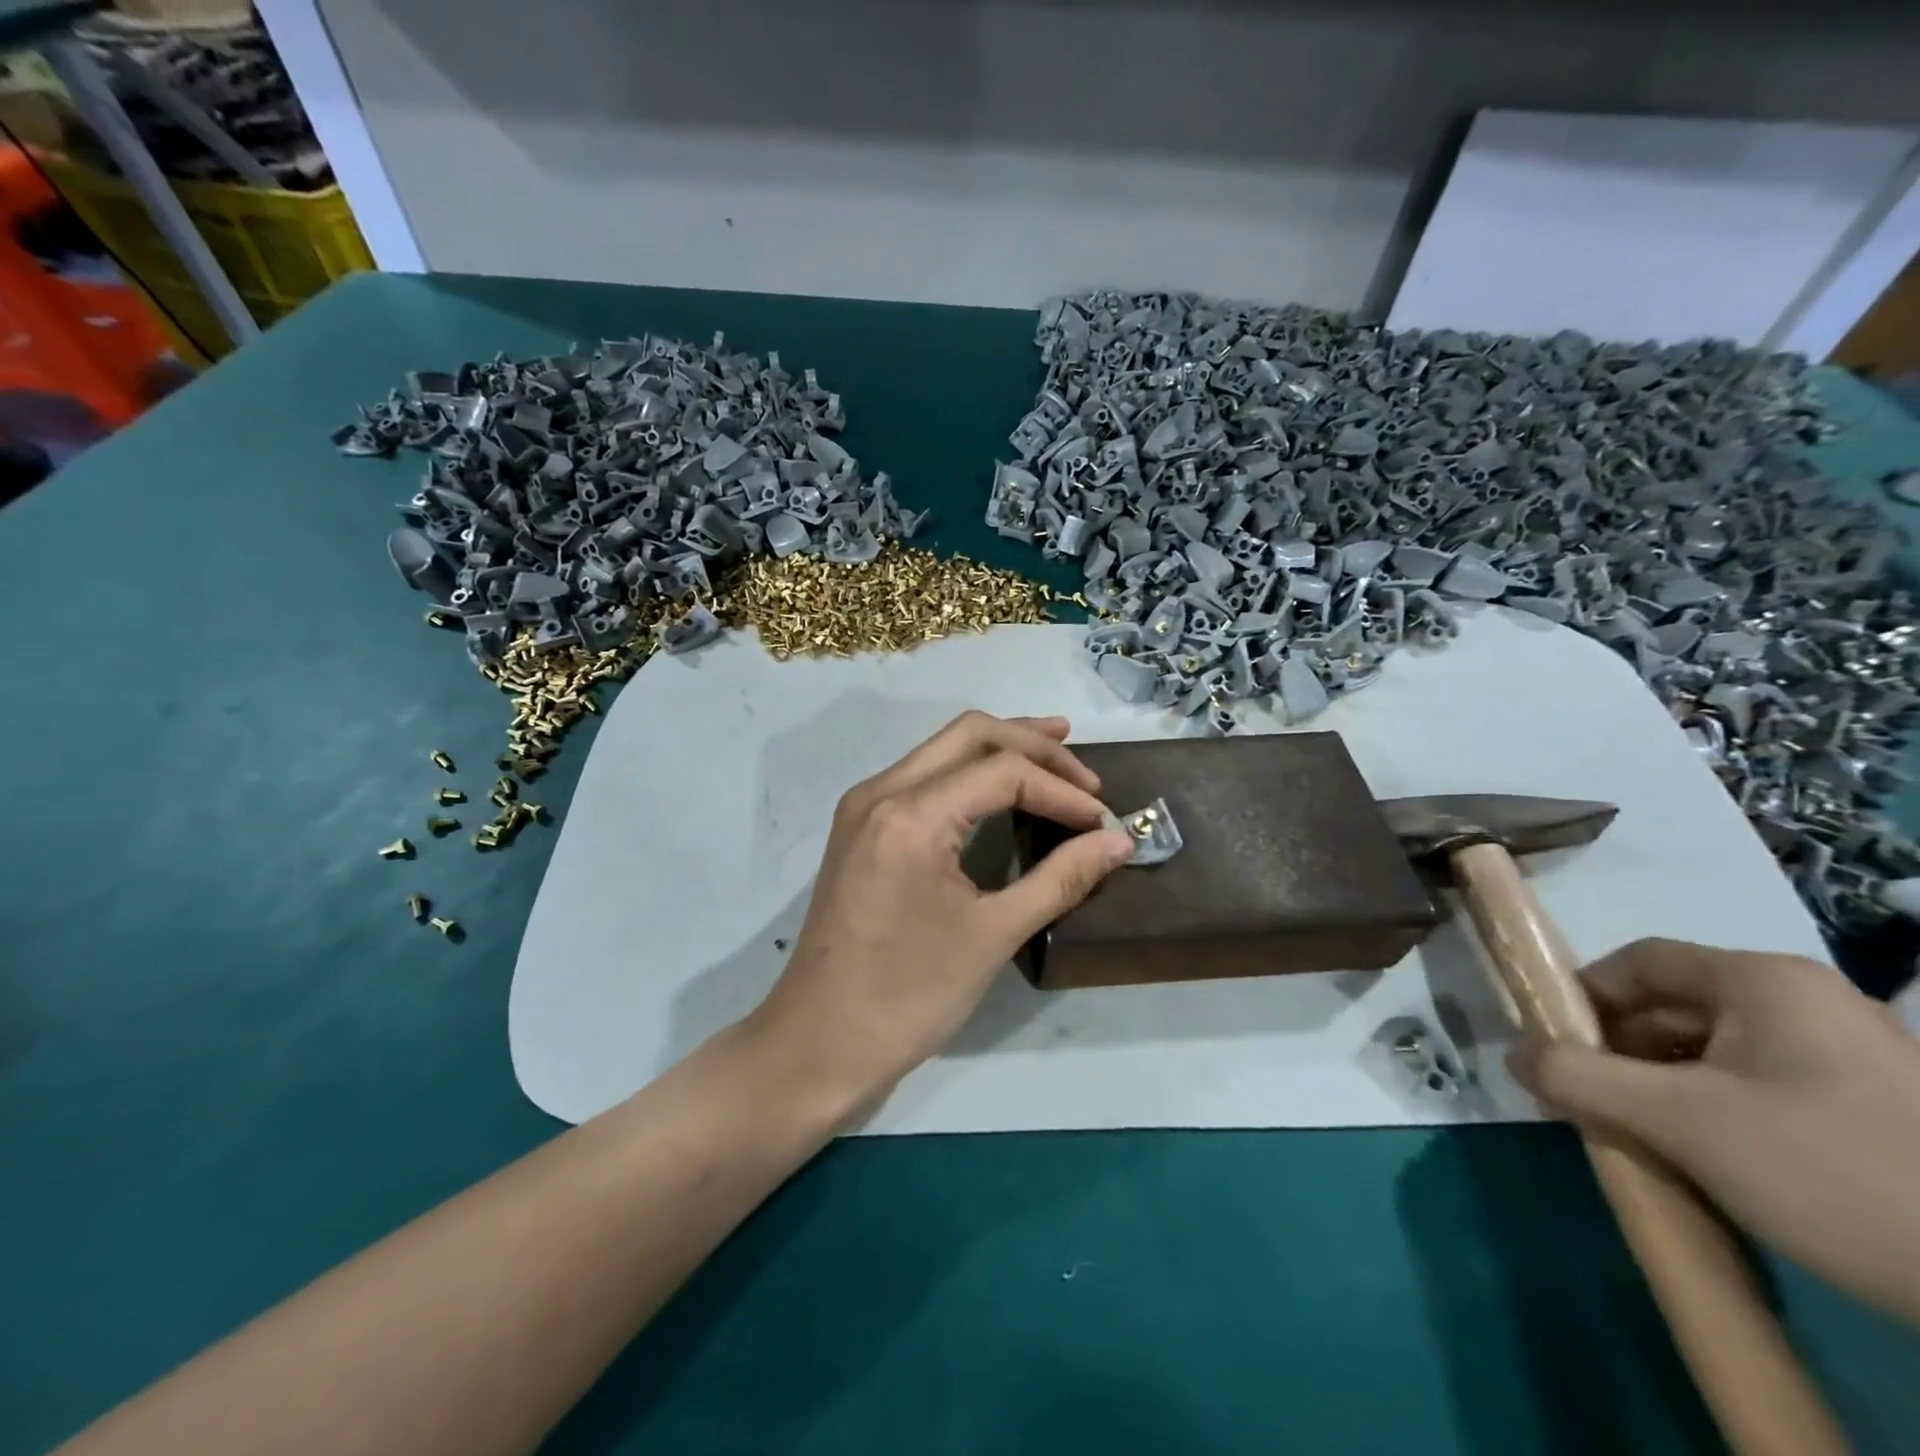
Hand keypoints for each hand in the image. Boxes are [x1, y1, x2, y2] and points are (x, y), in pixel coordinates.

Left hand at [745, 712, 1133, 1121]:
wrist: (818, 1043)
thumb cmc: (907, 996)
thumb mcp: (993, 935)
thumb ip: (1060, 878)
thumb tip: (1118, 842)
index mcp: (910, 814)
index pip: (1001, 771)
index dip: (1060, 790)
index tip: (1102, 822)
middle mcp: (880, 791)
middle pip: (970, 735)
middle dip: (1033, 745)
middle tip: (1085, 776)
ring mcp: (864, 806)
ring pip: (943, 748)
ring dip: (1002, 748)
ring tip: (1056, 753)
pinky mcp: (861, 827)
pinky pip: (924, 775)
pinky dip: (970, 772)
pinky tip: (1001, 788)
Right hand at [1515, 938, 1919, 1321]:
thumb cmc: (1833, 1172)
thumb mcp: (1682, 1121)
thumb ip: (1578, 1077)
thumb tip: (1512, 1055)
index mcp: (1763, 980)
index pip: (1638, 961)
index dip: (1582, 996)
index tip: (1553, 1047)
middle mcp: (1807, 1001)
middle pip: (1675, 1006)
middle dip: (1621, 1051)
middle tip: (1589, 1100)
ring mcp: (1852, 1056)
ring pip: (1718, 1051)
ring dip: (1664, 1085)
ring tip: (1643, 1136)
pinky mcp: (1880, 1110)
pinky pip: (1765, 1088)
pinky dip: (1717, 1111)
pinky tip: (1710, 1160)